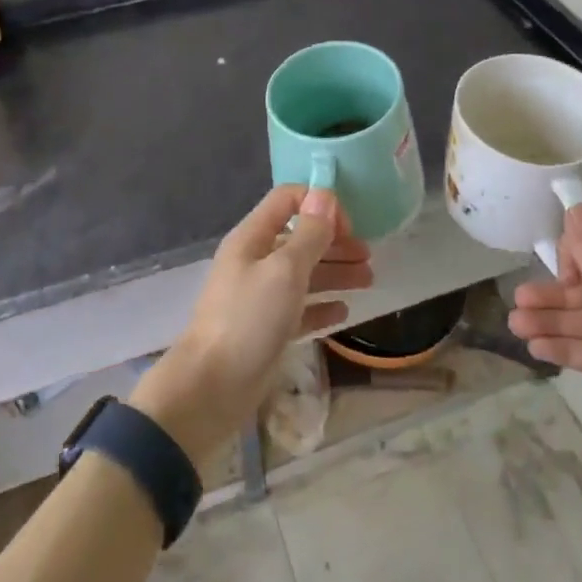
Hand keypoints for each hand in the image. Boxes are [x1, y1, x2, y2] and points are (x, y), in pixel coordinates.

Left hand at [131, 185, 371, 463]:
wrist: (212, 387)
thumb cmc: (249, 319)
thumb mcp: (285, 271)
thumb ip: (309, 234)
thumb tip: (324, 194)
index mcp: (253, 238)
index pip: (287, 200)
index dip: (319, 204)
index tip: (349, 225)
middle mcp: (256, 261)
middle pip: (300, 239)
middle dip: (334, 242)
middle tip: (368, 255)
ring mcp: (260, 296)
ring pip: (304, 274)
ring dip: (336, 273)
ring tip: (368, 280)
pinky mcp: (267, 329)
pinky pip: (300, 309)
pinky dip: (322, 307)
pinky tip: (344, 311)